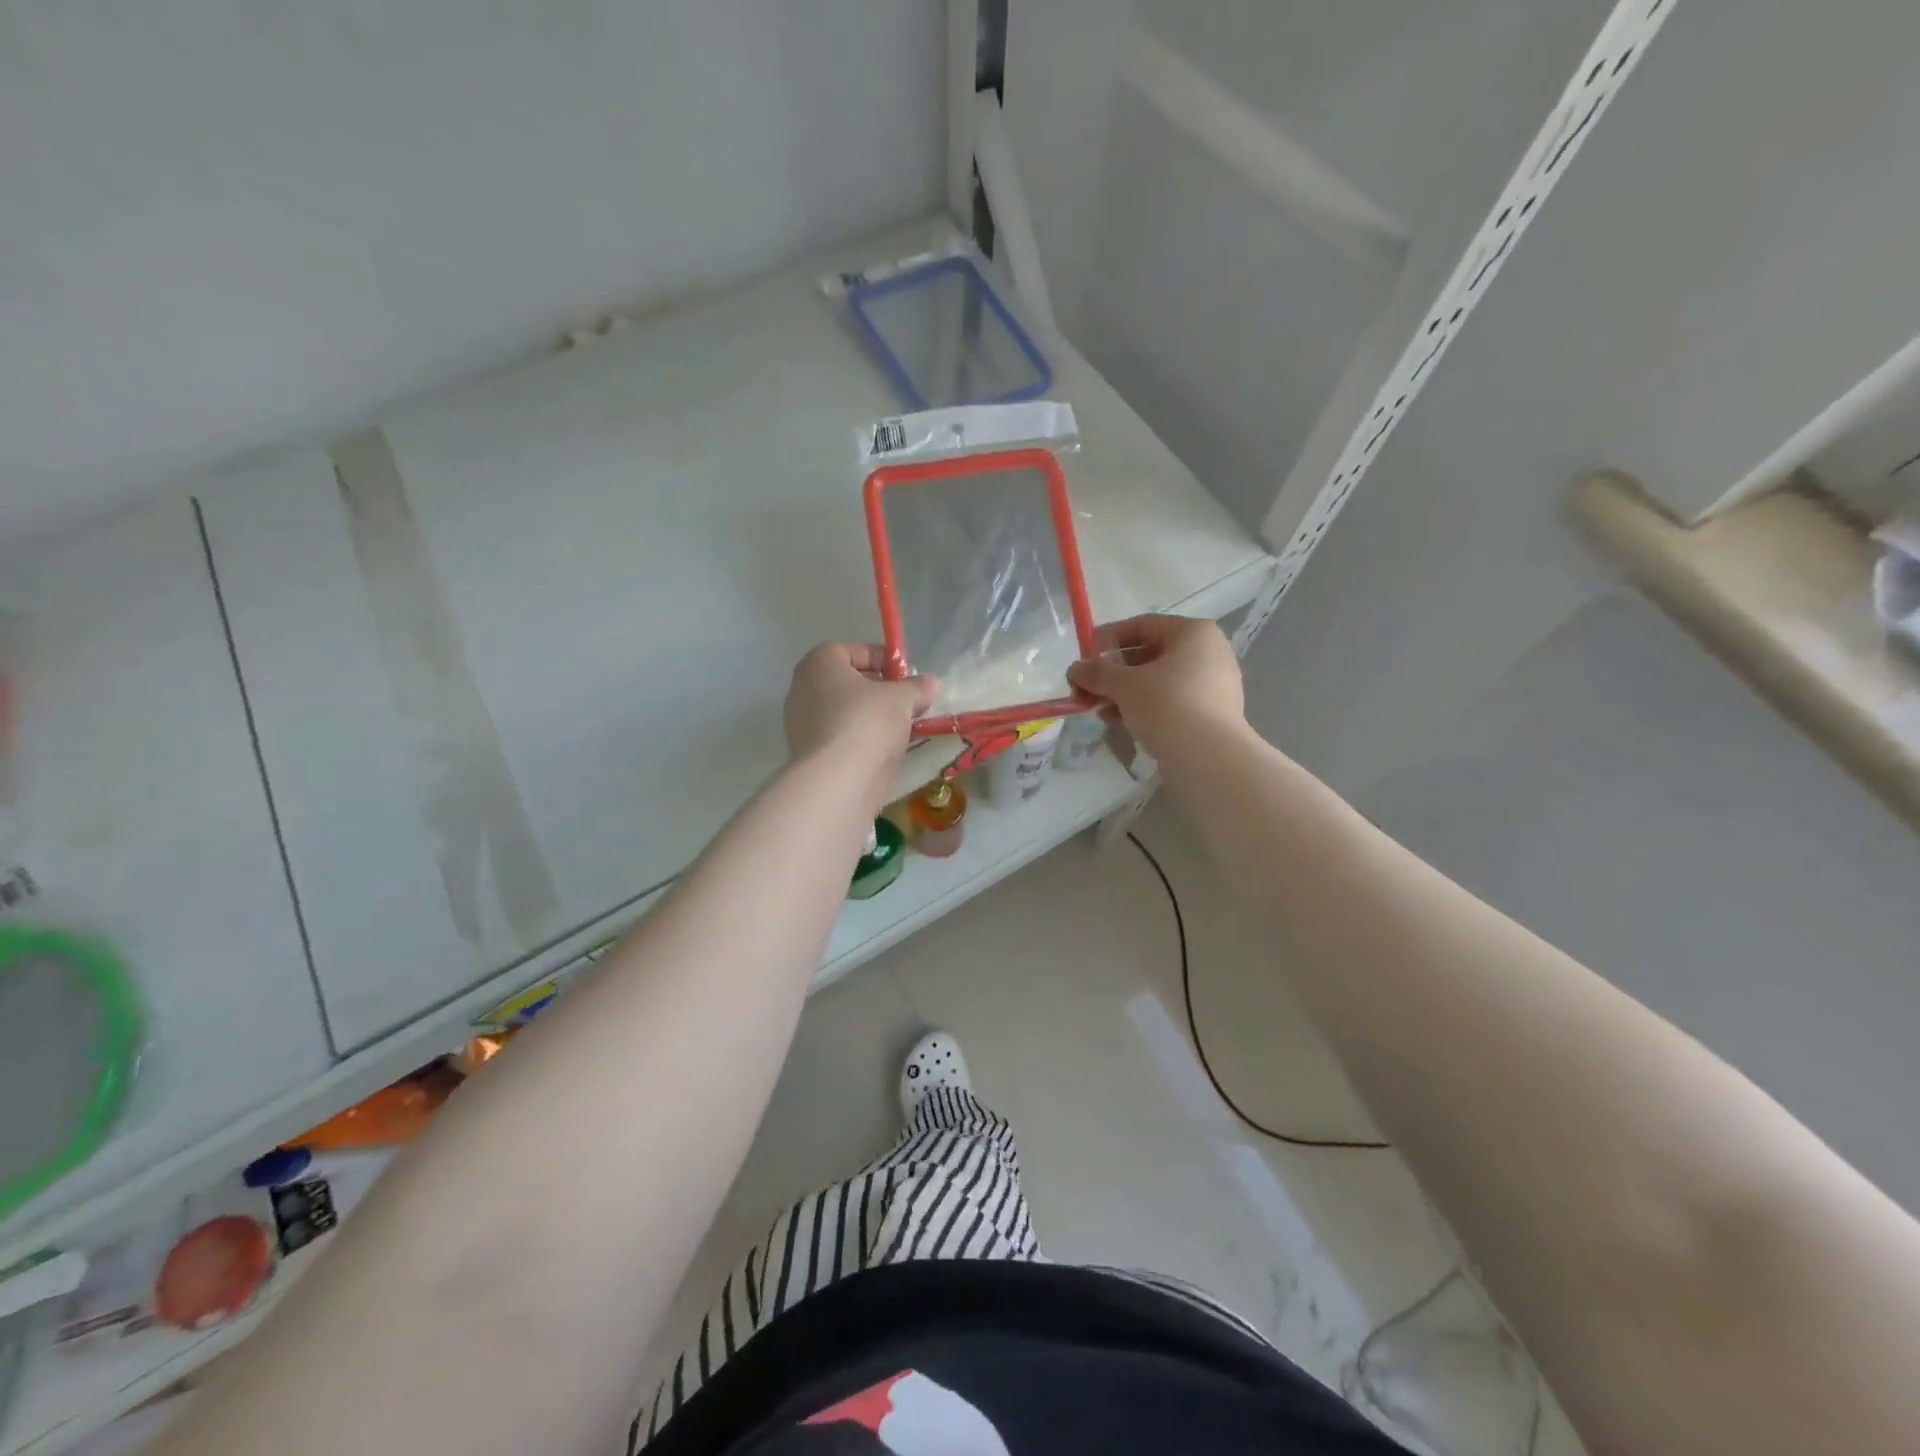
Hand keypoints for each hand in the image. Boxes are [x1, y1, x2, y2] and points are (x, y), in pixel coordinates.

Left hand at [784, 644, 937, 804]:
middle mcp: (803, 689)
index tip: (905, 676)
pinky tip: (885, 751)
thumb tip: (931, 683)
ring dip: (872, 717)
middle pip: (847, 682)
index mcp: (819, 664)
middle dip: (879, 690)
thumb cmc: (867, 722)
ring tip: (902, 729)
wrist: (838, 780)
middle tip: (907, 702)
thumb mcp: (902, 699)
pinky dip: (861, 740)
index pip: (851, 650)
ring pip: (845, 712)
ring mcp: (802, 724)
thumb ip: (917, 687)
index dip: (881, 659)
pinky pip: (841, 737)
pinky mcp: (809, 755)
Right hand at [1066, 615, 1244, 755]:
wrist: (1209, 759)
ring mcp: (1214, 684)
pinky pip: (1171, 701)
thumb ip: (1097, 672)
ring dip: (1125, 692)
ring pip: (1159, 680)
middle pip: (1150, 654)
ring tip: (1099, 709)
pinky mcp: (1212, 713)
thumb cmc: (1167, 706)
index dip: (1108, 638)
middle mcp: (1209, 652)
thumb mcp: (1124, 685)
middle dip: (1114, 671)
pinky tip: (1121, 722)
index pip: (1142, 625)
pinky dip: (1145, 707)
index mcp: (1194, 633)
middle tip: (1087, 687)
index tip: (1084, 656)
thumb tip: (1075, 669)